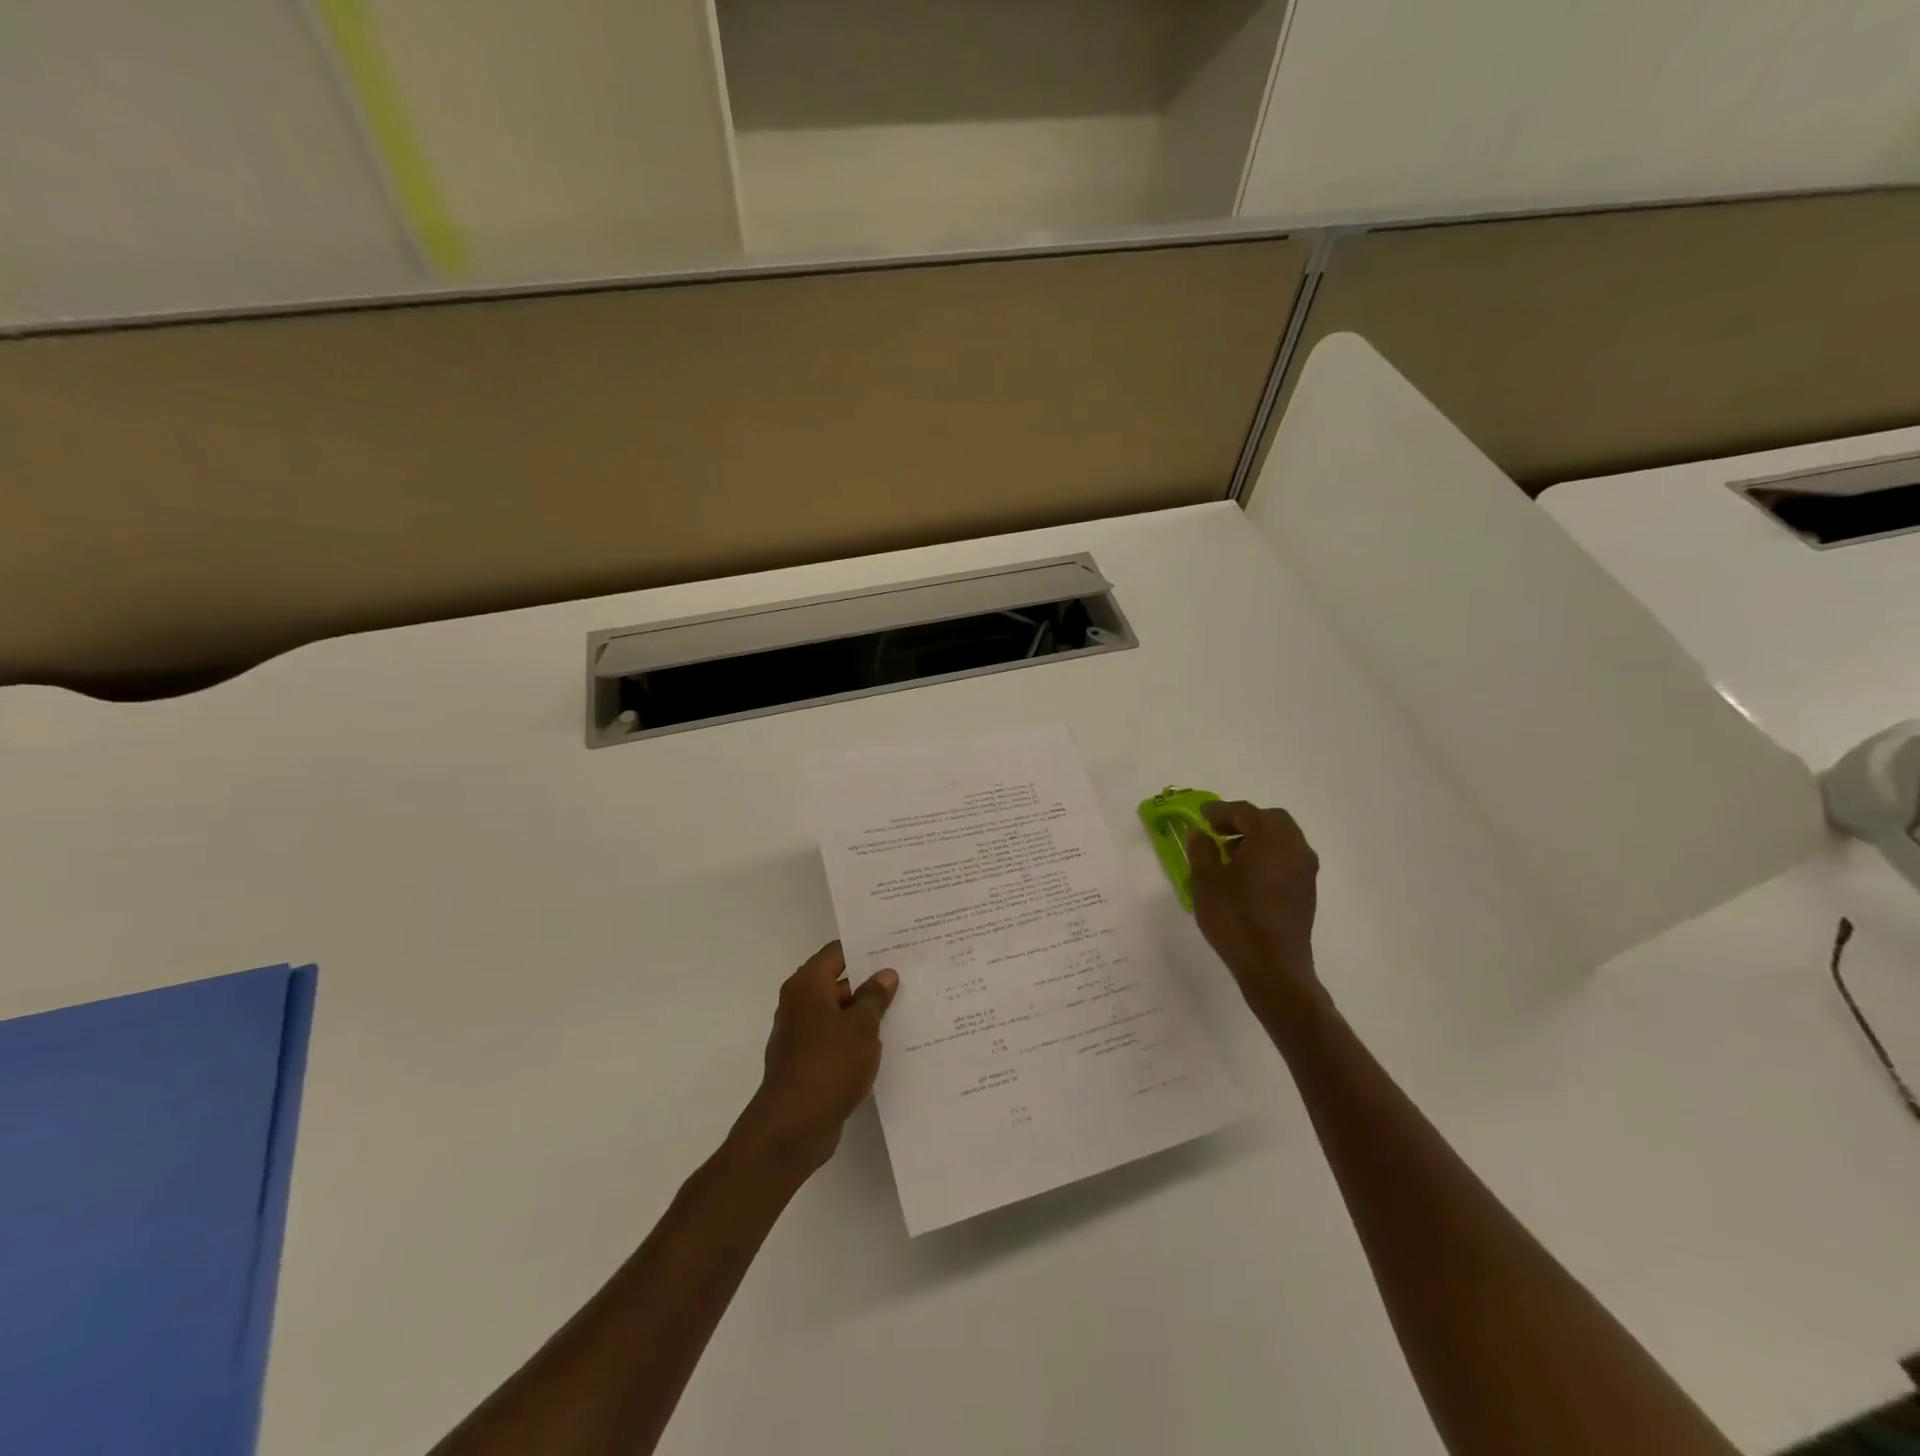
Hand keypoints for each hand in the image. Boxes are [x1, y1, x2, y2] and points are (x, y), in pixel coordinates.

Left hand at [735, 942, 897, 1175]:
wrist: (793, 1127)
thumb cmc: (828, 1065)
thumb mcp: (861, 1027)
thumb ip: (874, 997)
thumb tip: (885, 974)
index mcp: (807, 986)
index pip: (837, 952)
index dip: (865, 948)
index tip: (896, 946)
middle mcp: (800, 1004)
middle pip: (839, 981)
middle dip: (871, 981)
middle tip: (909, 976)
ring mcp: (802, 1035)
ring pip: (840, 1013)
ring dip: (866, 1013)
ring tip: (906, 1008)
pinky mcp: (808, 1062)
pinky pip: (837, 1040)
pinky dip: (857, 1039)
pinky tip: (887, 1043)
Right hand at [1187, 801, 1323, 1029]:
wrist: (1273, 968)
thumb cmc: (1235, 919)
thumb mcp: (1206, 882)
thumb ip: (1202, 851)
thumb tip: (1201, 834)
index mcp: (1271, 840)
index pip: (1246, 813)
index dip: (1221, 811)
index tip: (1202, 815)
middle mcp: (1295, 848)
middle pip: (1271, 820)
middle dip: (1244, 821)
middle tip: (1217, 831)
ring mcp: (1305, 870)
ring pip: (1283, 839)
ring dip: (1257, 838)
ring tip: (1229, 853)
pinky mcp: (1307, 891)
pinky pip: (1288, 858)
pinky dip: (1268, 855)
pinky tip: (1247, 874)